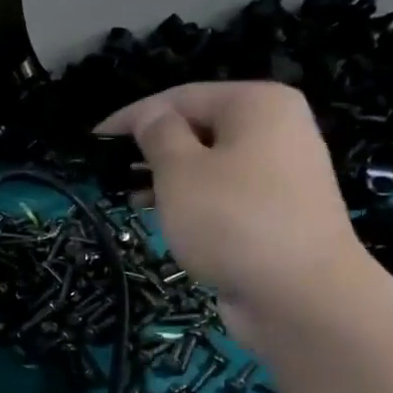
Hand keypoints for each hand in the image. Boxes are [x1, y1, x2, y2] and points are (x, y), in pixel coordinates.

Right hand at [96, 81, 369, 347]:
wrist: (300, 294)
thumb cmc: (232, 220)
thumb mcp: (180, 171)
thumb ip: (157, 135)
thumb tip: (150, 117)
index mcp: (256, 104)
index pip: (179, 97)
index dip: (131, 118)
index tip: (92, 142)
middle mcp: (276, 129)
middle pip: (198, 127)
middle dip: (151, 149)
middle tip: (110, 174)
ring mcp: (281, 171)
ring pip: (209, 162)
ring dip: (167, 177)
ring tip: (130, 198)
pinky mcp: (277, 210)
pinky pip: (224, 192)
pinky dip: (192, 199)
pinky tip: (164, 217)